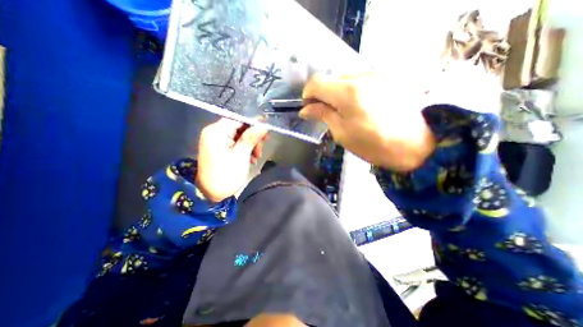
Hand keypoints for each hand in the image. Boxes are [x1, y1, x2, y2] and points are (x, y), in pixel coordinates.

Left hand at [196, 118, 268, 201]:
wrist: (210, 194)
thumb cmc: (226, 176)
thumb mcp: (241, 156)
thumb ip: (251, 138)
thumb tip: (263, 125)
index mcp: (217, 131)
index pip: (239, 119)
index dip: (254, 124)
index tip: (266, 132)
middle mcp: (214, 132)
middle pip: (239, 126)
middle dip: (253, 137)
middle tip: (260, 150)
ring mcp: (216, 139)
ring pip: (239, 135)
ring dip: (250, 144)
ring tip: (256, 157)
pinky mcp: (219, 146)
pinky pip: (235, 142)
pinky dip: (244, 148)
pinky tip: (250, 158)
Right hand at [304, 71, 434, 172]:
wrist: (413, 145)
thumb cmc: (372, 144)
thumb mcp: (342, 133)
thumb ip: (323, 115)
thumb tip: (306, 109)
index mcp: (348, 93)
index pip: (317, 82)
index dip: (308, 94)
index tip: (309, 107)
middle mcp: (362, 76)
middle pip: (331, 77)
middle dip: (322, 93)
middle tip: (324, 111)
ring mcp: (377, 74)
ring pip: (345, 77)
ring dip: (337, 91)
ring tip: (342, 109)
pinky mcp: (386, 77)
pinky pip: (359, 79)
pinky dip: (350, 90)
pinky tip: (357, 105)